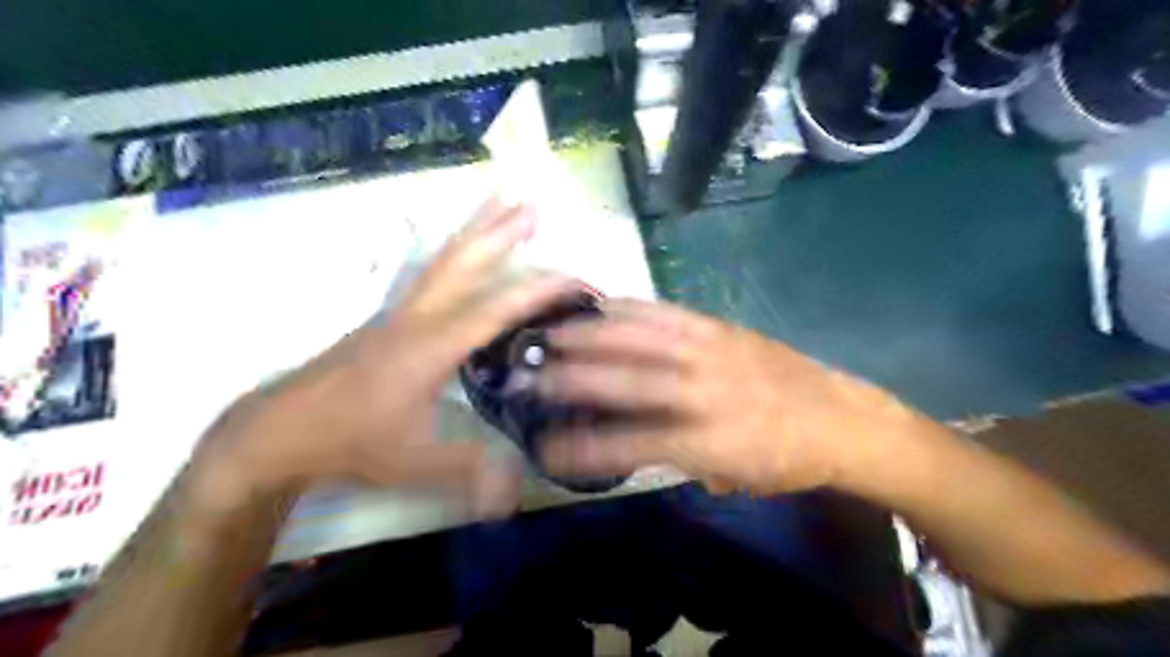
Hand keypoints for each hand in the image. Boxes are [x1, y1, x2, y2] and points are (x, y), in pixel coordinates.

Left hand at [183, 197, 574, 519]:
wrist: (277, 431)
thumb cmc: (348, 442)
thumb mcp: (412, 463)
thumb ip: (468, 472)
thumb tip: (517, 491)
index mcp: (431, 347)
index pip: (494, 309)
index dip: (536, 292)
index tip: (572, 278)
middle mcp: (418, 318)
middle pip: (463, 263)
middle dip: (500, 232)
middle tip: (531, 204)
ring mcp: (400, 313)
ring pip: (444, 260)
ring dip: (475, 230)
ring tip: (500, 203)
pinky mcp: (389, 319)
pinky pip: (430, 273)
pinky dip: (454, 252)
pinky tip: (461, 251)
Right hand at [534, 301, 927, 494]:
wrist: (843, 418)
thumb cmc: (788, 459)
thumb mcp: (733, 477)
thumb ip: (680, 460)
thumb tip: (635, 446)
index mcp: (713, 441)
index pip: (635, 443)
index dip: (587, 448)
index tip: (548, 448)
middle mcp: (707, 391)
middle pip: (629, 381)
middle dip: (572, 379)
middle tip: (529, 377)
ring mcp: (713, 351)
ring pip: (642, 338)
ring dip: (591, 335)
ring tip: (550, 332)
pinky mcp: (721, 327)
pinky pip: (667, 313)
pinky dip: (628, 309)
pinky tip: (601, 305)